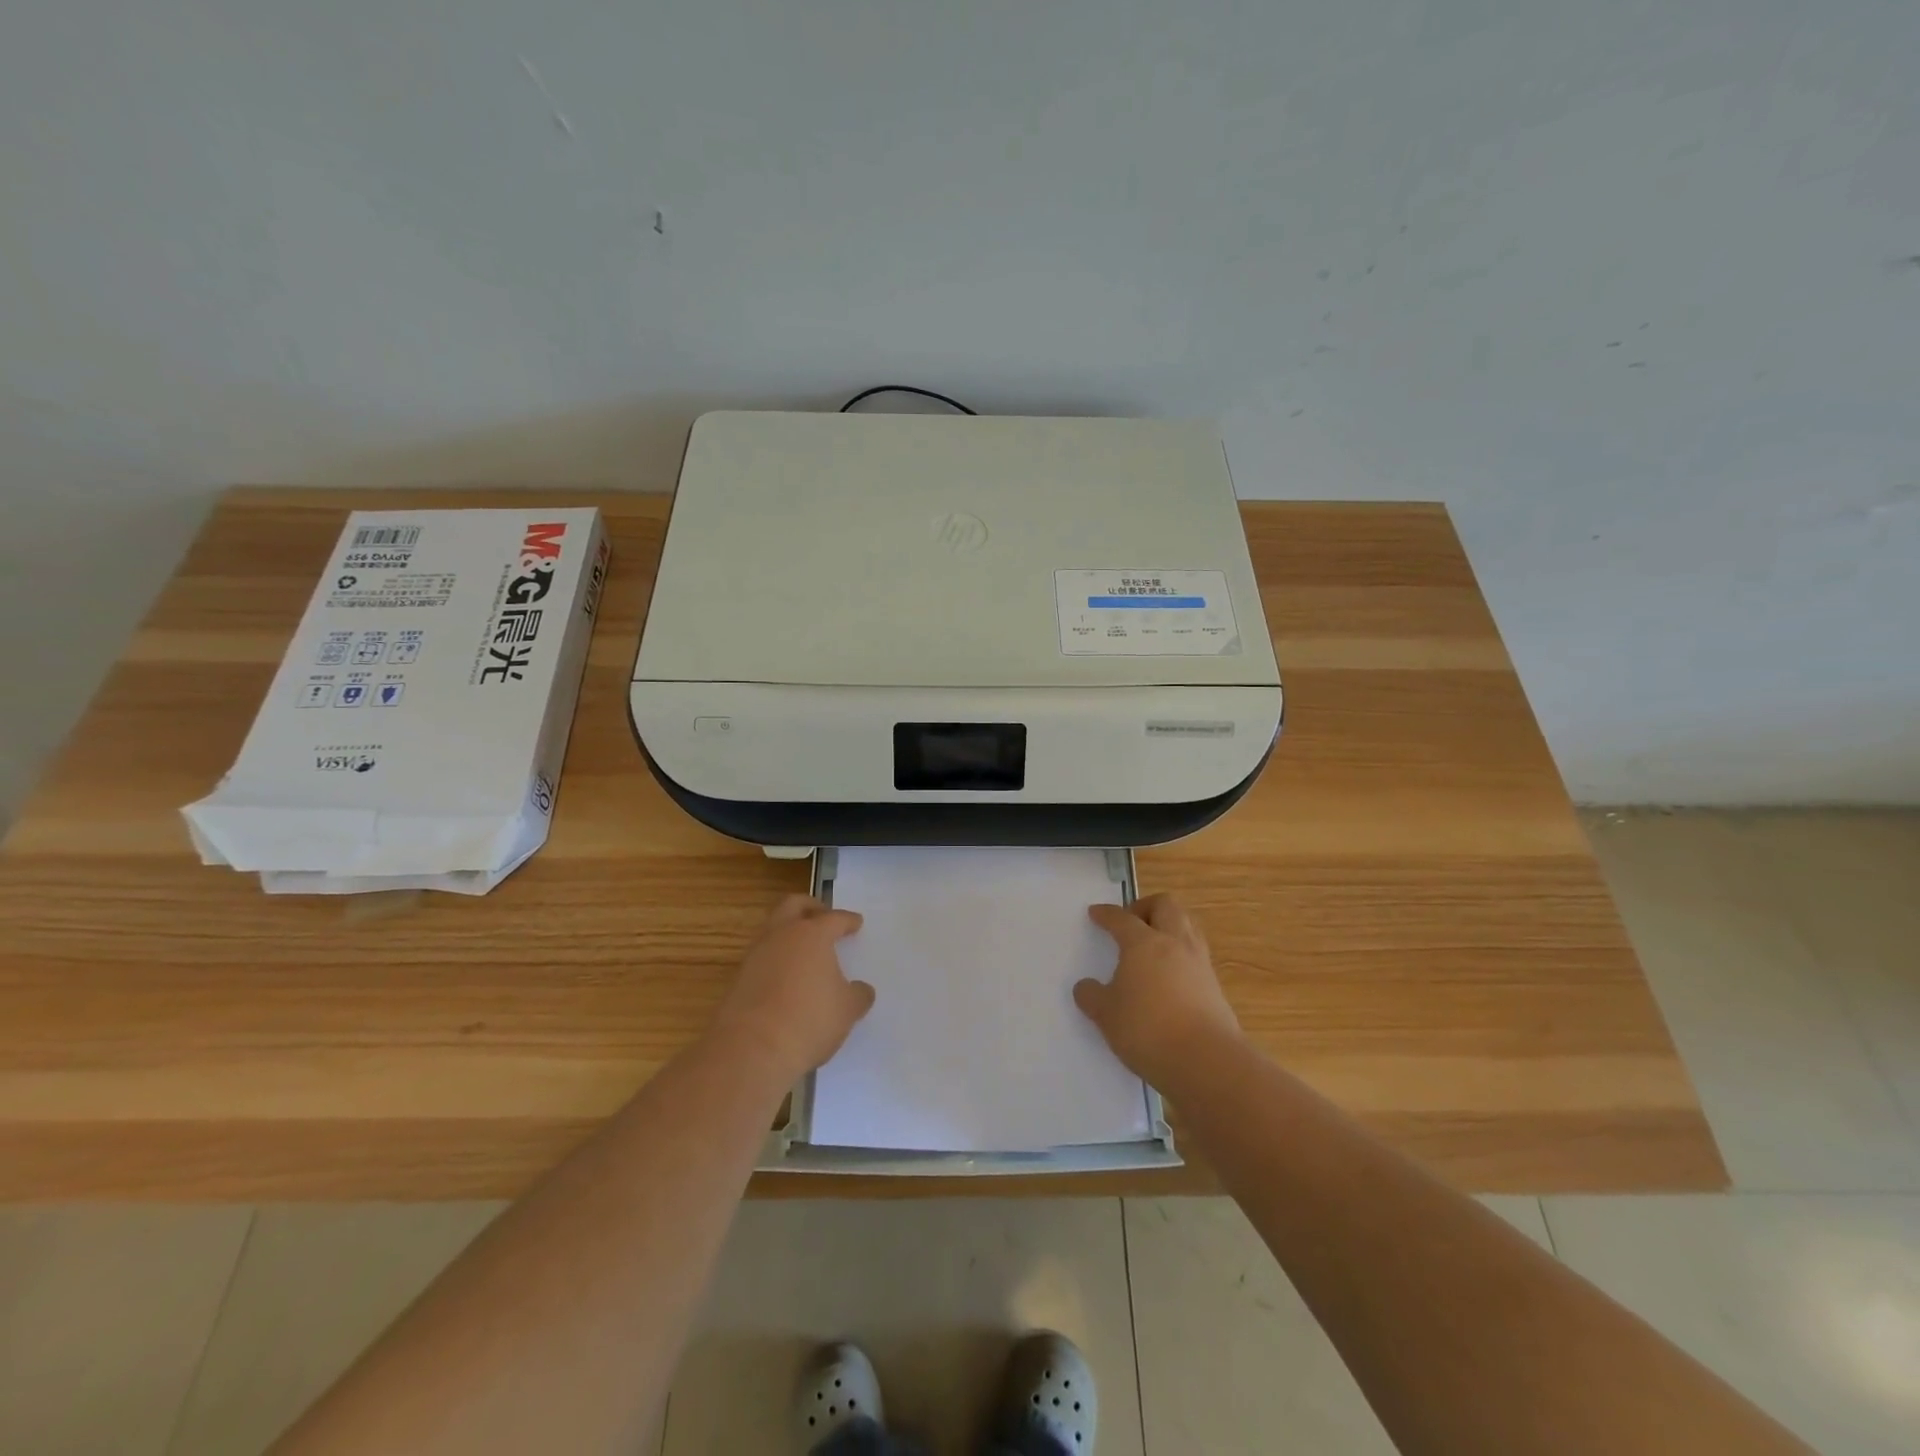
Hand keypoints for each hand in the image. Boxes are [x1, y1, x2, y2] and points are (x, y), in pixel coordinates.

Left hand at [713, 895, 873, 1081]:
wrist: (751, 1049)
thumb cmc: (809, 1020)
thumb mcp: (847, 1010)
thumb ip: (858, 995)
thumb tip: (861, 990)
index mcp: (812, 934)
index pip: (834, 918)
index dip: (848, 920)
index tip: (856, 923)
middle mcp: (781, 935)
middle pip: (793, 905)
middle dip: (810, 907)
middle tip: (823, 917)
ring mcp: (755, 956)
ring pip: (772, 930)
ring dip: (788, 934)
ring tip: (804, 952)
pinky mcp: (738, 979)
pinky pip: (761, 958)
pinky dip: (776, 960)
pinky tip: (786, 979)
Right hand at [1076, 894, 1240, 1085]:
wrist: (1206, 1061)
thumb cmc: (1148, 1030)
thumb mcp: (1107, 1015)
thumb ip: (1092, 997)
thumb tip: (1085, 987)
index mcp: (1143, 943)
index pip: (1122, 918)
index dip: (1106, 914)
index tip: (1096, 913)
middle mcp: (1174, 943)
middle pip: (1165, 905)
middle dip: (1146, 907)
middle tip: (1131, 923)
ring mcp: (1199, 963)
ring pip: (1187, 925)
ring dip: (1168, 926)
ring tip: (1152, 946)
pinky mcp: (1215, 986)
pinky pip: (1196, 954)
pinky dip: (1180, 955)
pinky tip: (1169, 977)